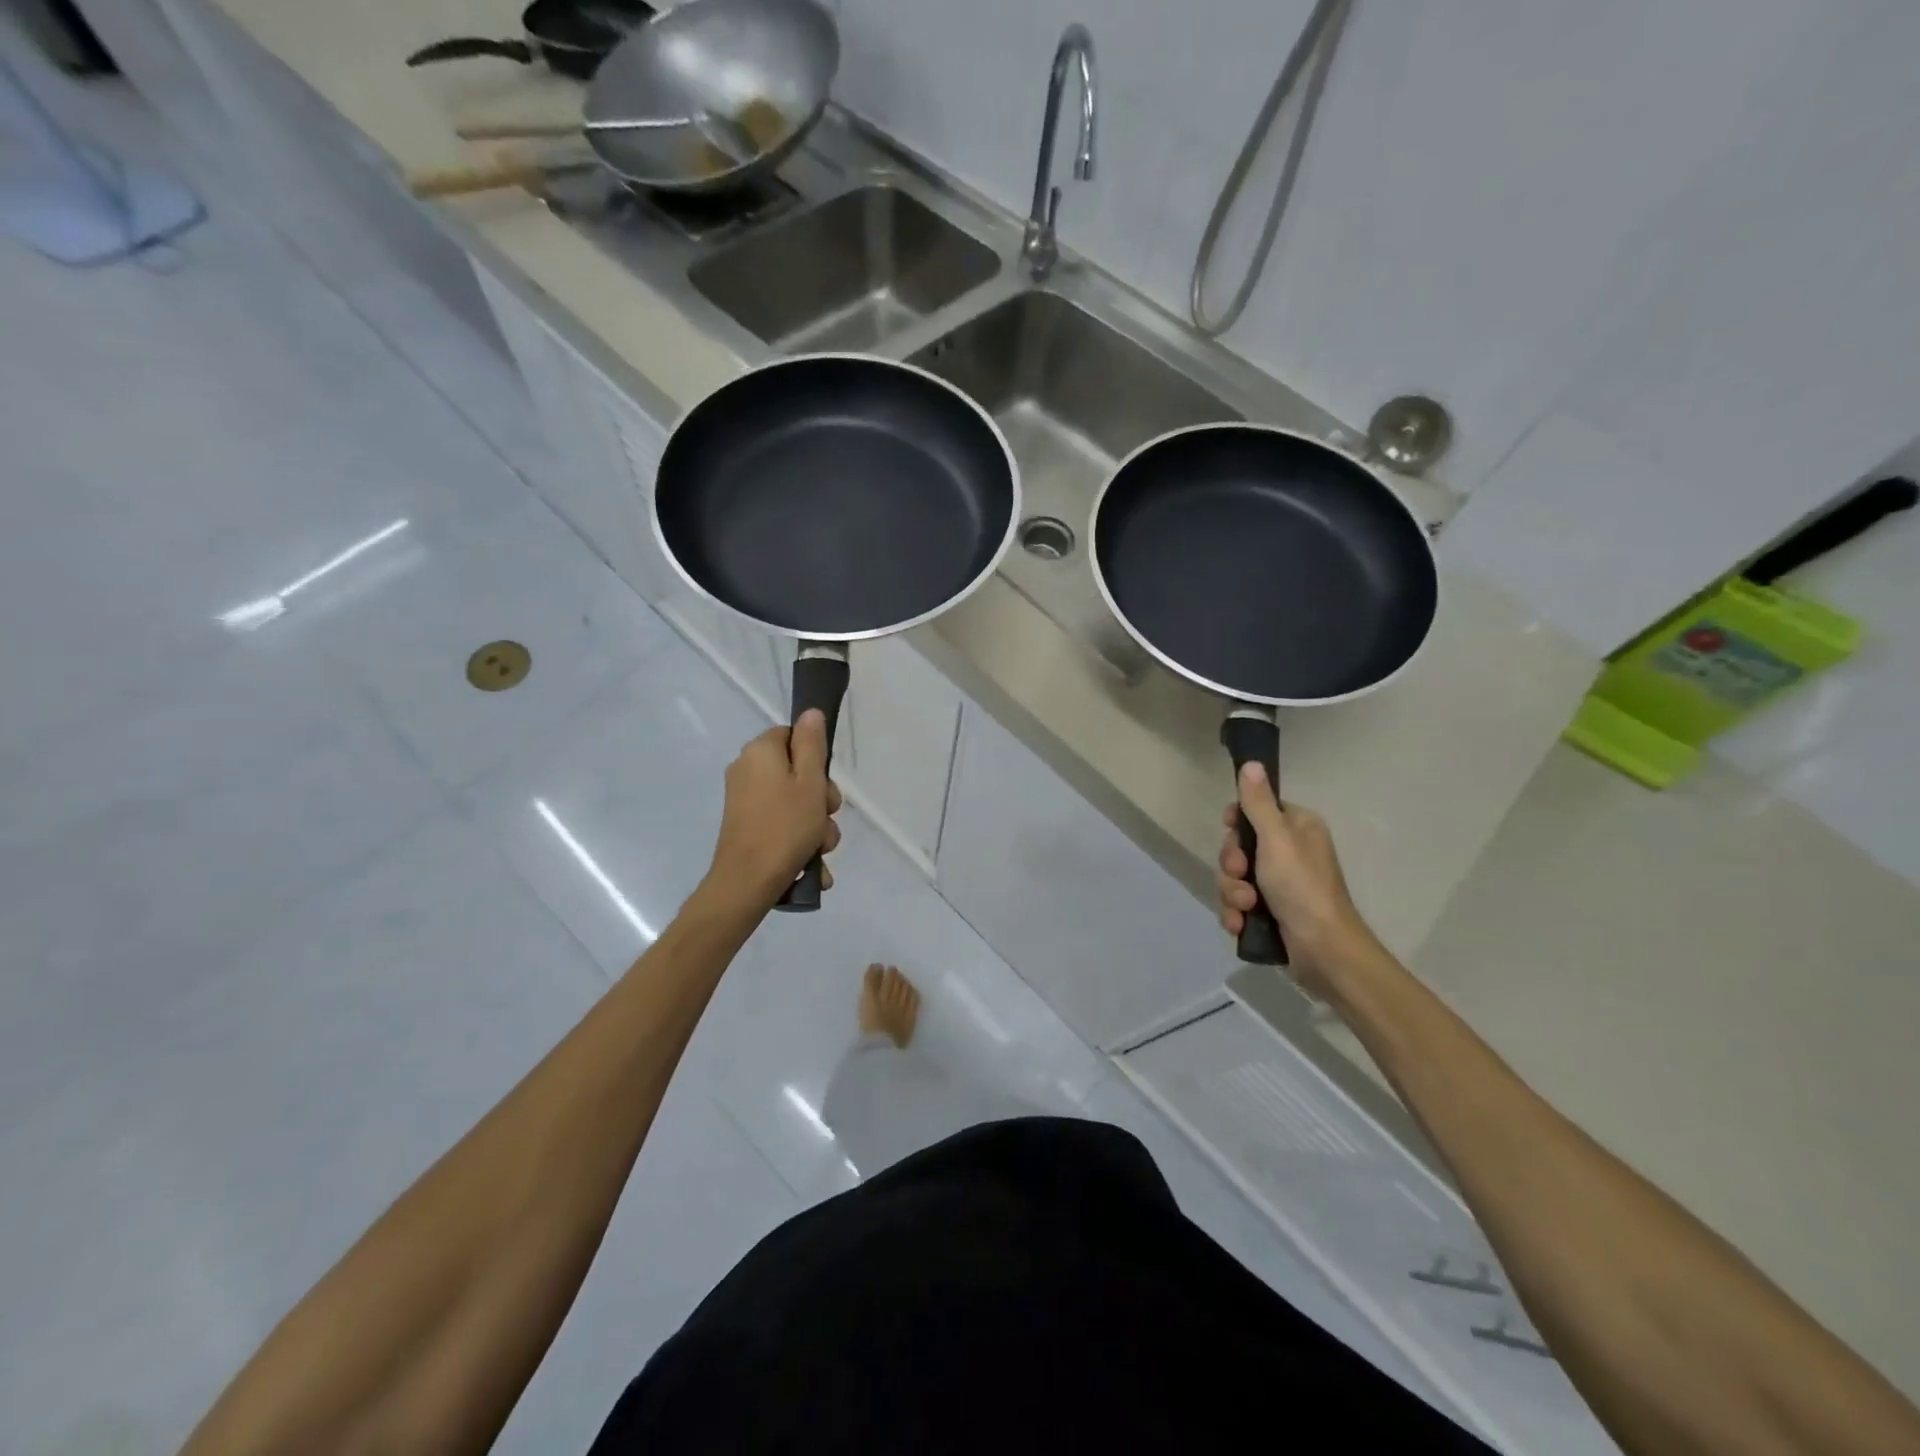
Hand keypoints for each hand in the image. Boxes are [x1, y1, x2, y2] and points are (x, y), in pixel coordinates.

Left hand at [706, 712, 841, 907]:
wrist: (747, 883)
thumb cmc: (785, 827)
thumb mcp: (810, 782)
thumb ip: (812, 744)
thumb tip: (810, 712)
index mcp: (760, 751)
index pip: (793, 736)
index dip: (816, 759)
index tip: (824, 784)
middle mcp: (747, 770)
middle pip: (797, 772)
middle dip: (820, 799)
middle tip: (826, 818)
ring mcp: (744, 800)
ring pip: (794, 802)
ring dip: (815, 825)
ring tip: (820, 849)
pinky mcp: (746, 826)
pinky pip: (781, 824)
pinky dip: (798, 841)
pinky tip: (812, 865)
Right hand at [1216, 765, 1373, 994]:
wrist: (1323, 951)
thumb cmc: (1302, 887)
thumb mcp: (1276, 839)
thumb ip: (1258, 803)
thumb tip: (1252, 764)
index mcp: (1297, 828)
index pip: (1255, 811)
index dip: (1237, 824)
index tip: (1232, 832)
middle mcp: (1289, 851)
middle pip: (1239, 846)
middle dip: (1232, 865)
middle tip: (1242, 876)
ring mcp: (1279, 884)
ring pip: (1234, 877)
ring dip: (1232, 892)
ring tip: (1245, 908)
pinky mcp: (1271, 912)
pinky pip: (1238, 903)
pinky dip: (1236, 913)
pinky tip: (1241, 924)